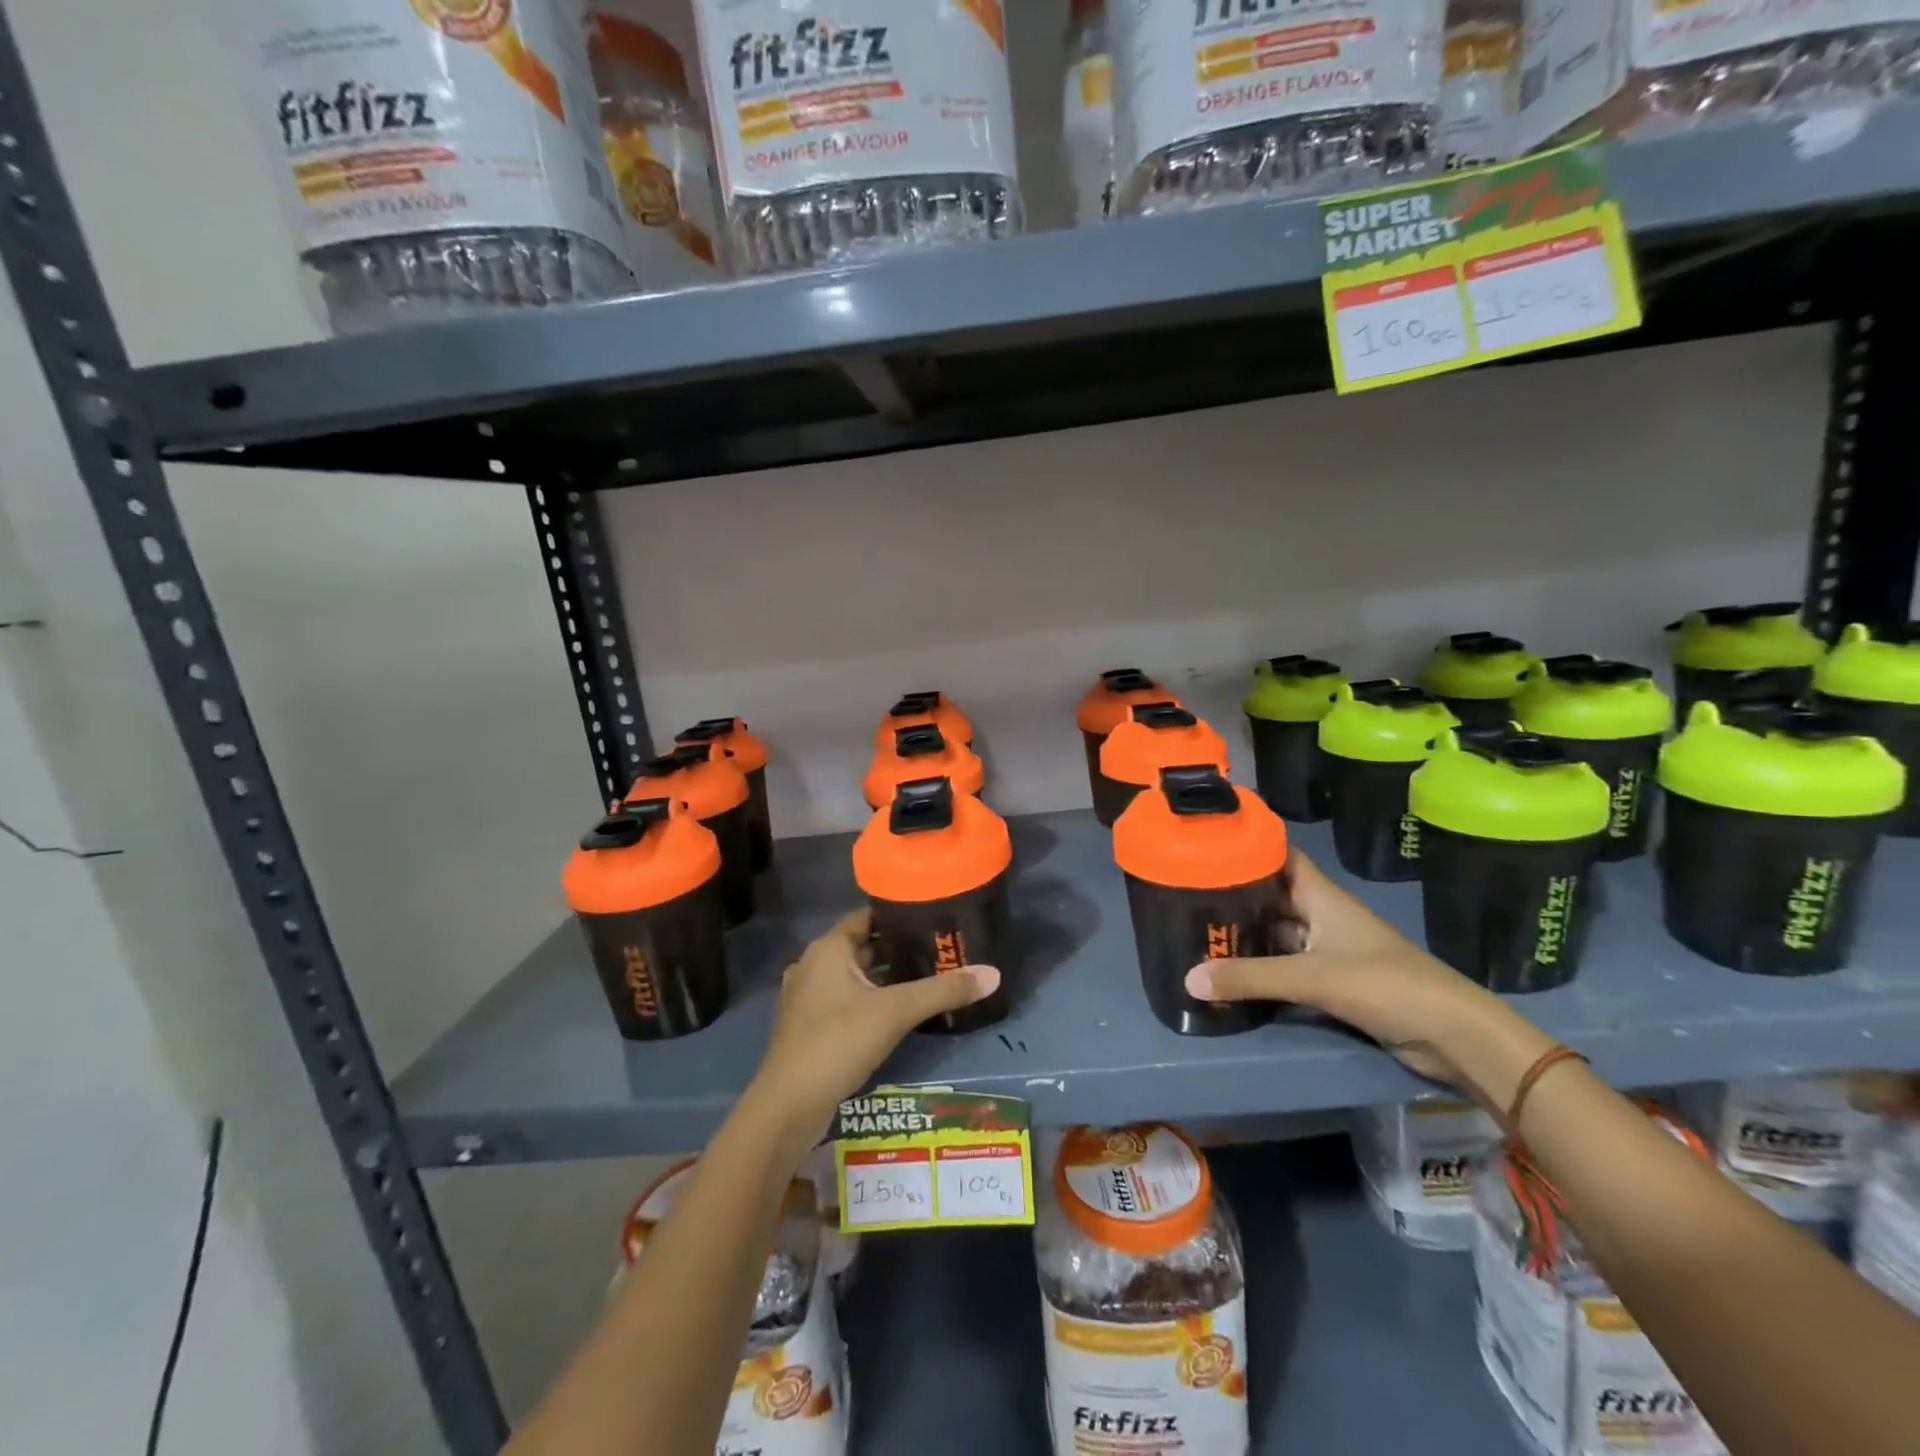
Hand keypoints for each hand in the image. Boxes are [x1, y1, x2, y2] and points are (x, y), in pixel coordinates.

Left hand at [747, 909, 1000, 1151]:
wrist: (789, 1106)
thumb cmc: (838, 1042)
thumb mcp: (896, 1011)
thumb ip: (944, 991)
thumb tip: (994, 974)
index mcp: (828, 948)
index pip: (867, 917)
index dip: (898, 914)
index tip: (933, 916)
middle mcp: (813, 965)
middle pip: (862, 947)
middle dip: (898, 949)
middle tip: (938, 949)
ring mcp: (807, 998)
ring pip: (854, 977)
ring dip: (884, 978)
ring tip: (926, 978)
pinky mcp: (809, 1027)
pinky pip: (845, 1001)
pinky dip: (869, 1001)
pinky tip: (898, 1013)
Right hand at [1184, 850, 1553, 1112]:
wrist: (1452, 1035)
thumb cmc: (1384, 984)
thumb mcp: (1310, 978)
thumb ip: (1250, 978)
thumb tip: (1188, 979)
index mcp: (1321, 897)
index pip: (1279, 856)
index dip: (1247, 844)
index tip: (1207, 842)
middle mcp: (1322, 915)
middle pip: (1272, 895)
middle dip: (1235, 894)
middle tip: (1186, 893)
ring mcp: (1329, 949)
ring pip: (1278, 932)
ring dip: (1246, 933)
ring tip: (1198, 929)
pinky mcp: (1333, 980)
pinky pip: (1287, 965)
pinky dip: (1261, 966)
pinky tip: (1231, 970)